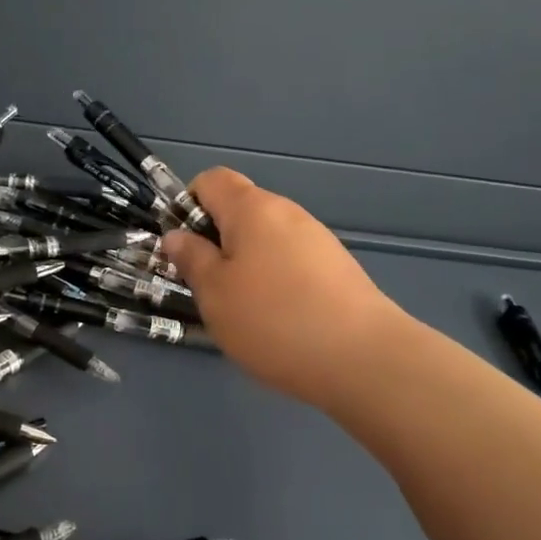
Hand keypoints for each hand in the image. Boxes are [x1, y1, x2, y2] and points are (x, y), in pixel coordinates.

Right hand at [162, 169, 405, 410]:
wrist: (364, 359)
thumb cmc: (273, 319)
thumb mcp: (214, 292)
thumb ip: (190, 258)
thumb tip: (176, 236)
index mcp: (252, 208)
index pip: (210, 180)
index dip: (188, 206)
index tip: (183, 248)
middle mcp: (287, 213)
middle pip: (239, 210)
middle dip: (215, 241)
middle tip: (205, 286)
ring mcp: (317, 240)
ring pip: (265, 240)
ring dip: (244, 265)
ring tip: (241, 310)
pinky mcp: (337, 269)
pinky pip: (290, 262)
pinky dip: (274, 281)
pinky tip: (277, 321)